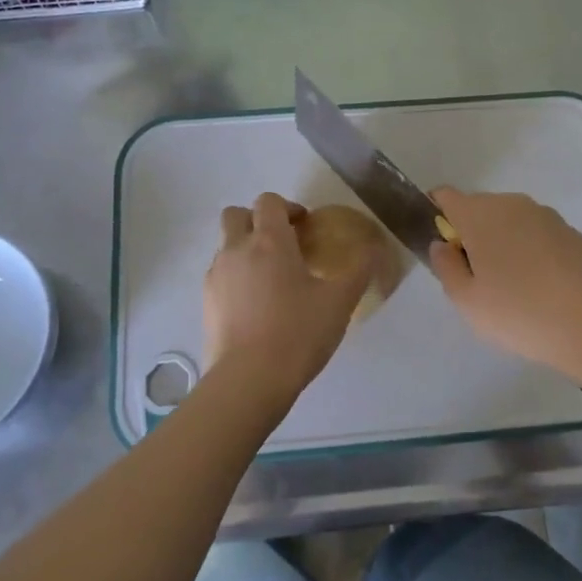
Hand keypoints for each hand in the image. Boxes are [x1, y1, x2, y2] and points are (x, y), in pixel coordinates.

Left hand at [203, 192, 370, 401]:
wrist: (249, 379)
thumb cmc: (298, 332)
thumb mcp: (340, 301)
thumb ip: (359, 270)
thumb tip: (375, 251)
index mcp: (269, 241)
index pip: (269, 201)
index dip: (288, 207)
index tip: (305, 228)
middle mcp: (236, 249)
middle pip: (237, 214)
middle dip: (258, 220)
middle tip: (283, 244)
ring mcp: (216, 275)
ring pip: (226, 245)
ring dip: (246, 249)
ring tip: (272, 279)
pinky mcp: (206, 302)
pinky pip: (220, 275)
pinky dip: (236, 277)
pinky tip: (257, 305)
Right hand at [427, 188, 581, 372]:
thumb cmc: (518, 313)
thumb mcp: (466, 300)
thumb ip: (445, 266)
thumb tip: (442, 244)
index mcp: (480, 214)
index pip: (445, 196)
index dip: (435, 215)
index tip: (442, 248)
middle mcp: (512, 204)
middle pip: (478, 208)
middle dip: (470, 234)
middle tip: (475, 278)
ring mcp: (545, 215)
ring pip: (509, 221)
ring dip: (501, 242)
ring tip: (510, 286)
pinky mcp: (570, 232)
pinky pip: (535, 233)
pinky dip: (529, 250)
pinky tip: (539, 286)